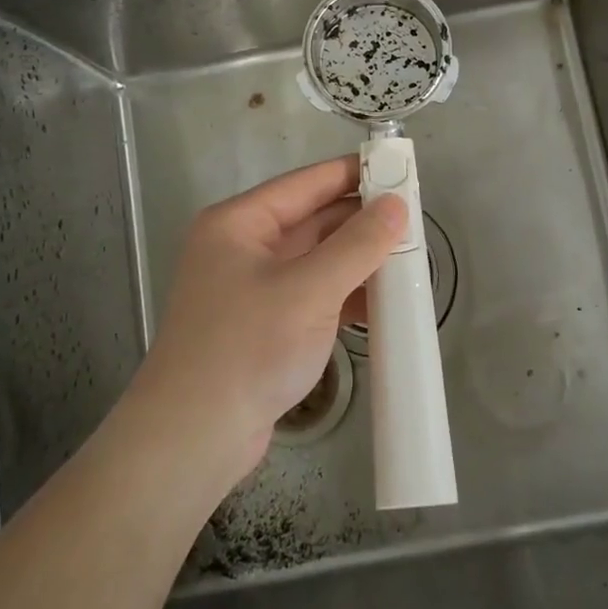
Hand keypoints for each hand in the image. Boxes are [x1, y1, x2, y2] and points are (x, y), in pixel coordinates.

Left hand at [130, 156, 403, 485]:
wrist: (193, 439)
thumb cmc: (247, 348)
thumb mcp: (310, 289)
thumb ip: (358, 244)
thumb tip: (397, 205)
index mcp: (239, 223)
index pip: (307, 183)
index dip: (354, 173)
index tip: (401, 169)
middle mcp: (242, 247)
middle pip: (313, 221)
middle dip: (362, 223)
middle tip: (414, 224)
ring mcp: (251, 289)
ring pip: (315, 260)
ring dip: (357, 262)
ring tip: (407, 264)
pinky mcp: (262, 326)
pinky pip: (311, 295)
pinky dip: (343, 296)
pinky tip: (379, 306)